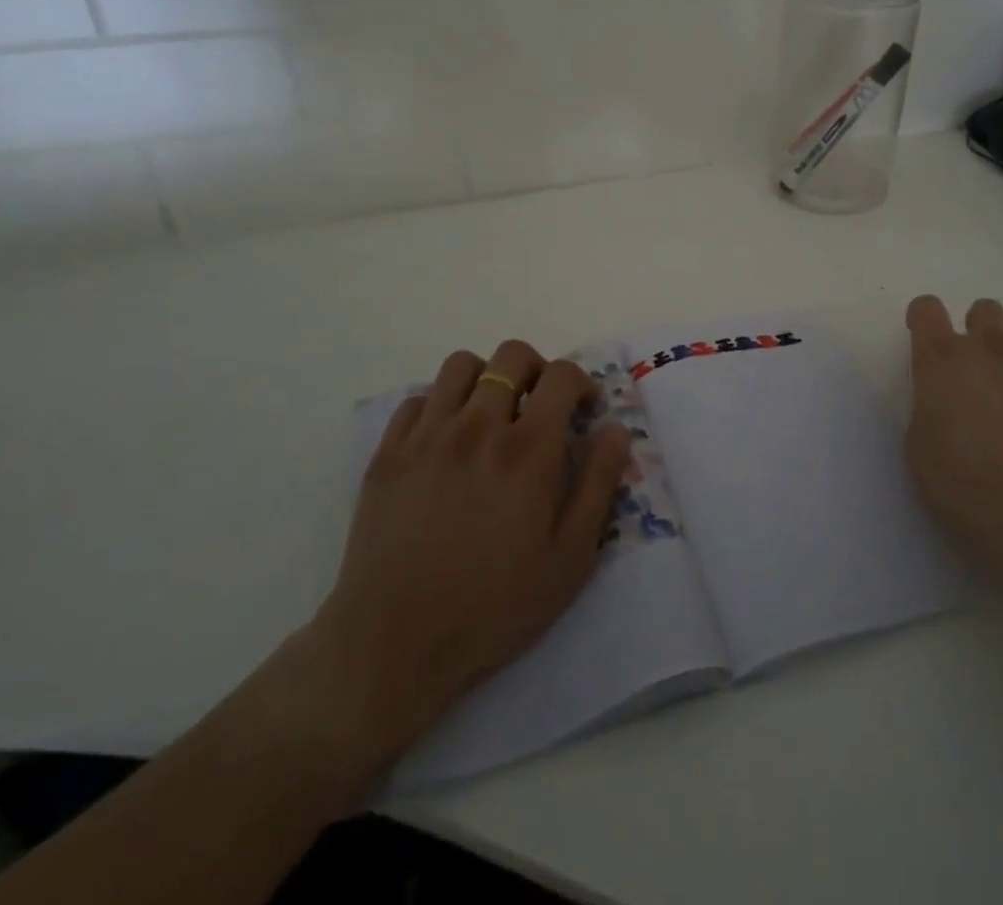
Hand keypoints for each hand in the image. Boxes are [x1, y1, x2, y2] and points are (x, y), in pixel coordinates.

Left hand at [306, 341, 630, 764]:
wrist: (393, 646)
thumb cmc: (493, 606)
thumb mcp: (570, 558)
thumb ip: (598, 484)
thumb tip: (614, 429)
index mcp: (527, 450)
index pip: (560, 375)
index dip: (580, 381)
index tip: (583, 408)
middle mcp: (478, 427)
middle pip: (511, 357)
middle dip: (536, 370)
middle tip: (539, 406)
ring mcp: (427, 437)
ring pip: (461, 366)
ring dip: (486, 379)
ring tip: (491, 415)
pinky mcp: (388, 454)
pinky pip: (418, 400)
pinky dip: (440, 406)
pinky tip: (446, 441)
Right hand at [904, 295, 1002, 585]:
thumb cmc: (967, 484)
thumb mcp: (920, 448)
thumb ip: (928, 407)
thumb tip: (943, 400)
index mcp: (942, 361)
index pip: (926, 309)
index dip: (923, 320)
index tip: (925, 341)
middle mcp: (987, 349)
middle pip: (982, 309)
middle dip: (976, 331)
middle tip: (974, 372)